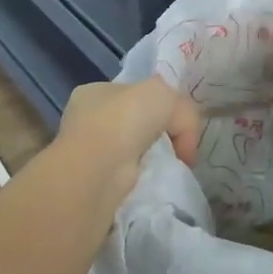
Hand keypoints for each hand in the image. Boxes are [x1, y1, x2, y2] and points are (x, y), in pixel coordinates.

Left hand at [55, 78, 203, 214]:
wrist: (99, 170)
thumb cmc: (124, 120)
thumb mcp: (165, 93)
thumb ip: (182, 108)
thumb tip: (185, 137)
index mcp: (95, 92)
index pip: (133, 93)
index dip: (159, 103)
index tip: (177, 117)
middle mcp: (88, 120)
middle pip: (136, 121)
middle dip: (159, 132)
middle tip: (180, 143)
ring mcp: (90, 152)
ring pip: (135, 149)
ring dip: (154, 156)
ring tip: (173, 162)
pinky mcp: (97, 181)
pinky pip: (132, 173)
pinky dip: (148, 175)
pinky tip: (159, 176)